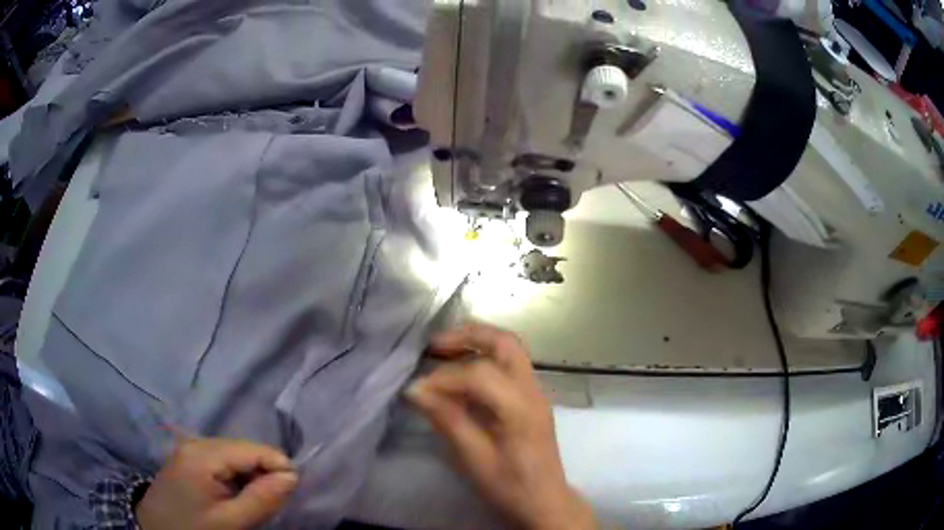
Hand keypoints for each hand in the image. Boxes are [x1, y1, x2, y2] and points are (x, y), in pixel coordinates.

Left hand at [136, 438, 297, 529]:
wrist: (155, 529)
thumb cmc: (193, 528)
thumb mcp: (231, 522)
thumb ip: (262, 499)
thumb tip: (292, 477)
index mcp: (203, 454)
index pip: (253, 450)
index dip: (278, 468)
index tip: (290, 493)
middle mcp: (197, 441)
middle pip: (244, 450)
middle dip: (263, 474)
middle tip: (267, 504)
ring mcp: (191, 447)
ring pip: (236, 455)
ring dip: (250, 478)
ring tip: (250, 502)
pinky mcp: (190, 457)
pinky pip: (223, 461)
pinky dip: (236, 478)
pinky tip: (234, 496)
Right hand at [406, 323, 594, 529]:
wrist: (545, 501)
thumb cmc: (511, 485)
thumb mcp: (475, 459)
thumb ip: (448, 420)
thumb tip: (416, 390)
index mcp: (521, 408)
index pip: (480, 374)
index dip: (445, 378)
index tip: (417, 390)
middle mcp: (533, 391)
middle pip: (505, 343)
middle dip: (469, 336)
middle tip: (435, 345)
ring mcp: (536, 393)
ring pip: (510, 350)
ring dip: (477, 344)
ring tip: (443, 352)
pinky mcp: (531, 400)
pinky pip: (509, 366)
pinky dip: (483, 360)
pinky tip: (461, 376)